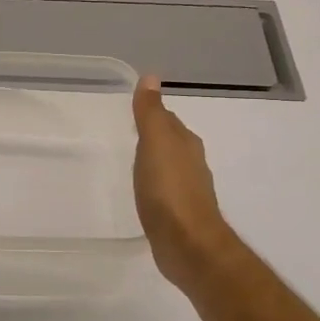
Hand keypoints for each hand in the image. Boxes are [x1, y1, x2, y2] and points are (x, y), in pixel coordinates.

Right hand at [133, 75, 239, 290]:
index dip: (152, 114)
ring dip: (154, 163)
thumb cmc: (169, 190)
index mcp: (185, 144)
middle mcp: (191, 164)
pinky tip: (143, 194)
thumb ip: (151, 112)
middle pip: (171, 143)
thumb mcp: (155, 143)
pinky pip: (164, 192)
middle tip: (127, 134)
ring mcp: (187, 191)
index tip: (132, 112)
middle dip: (153, 138)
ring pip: (168, 167)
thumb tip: (151, 76)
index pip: (168, 120)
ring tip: (132, 163)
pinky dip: (154, 187)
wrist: (187, 244)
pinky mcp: (179, 215)